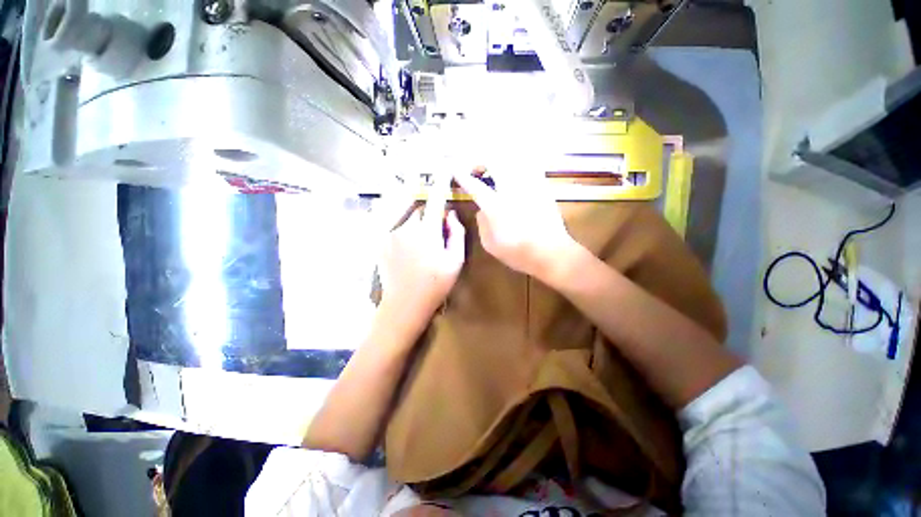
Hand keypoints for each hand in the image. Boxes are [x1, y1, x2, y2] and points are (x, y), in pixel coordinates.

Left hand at [379, 173, 464, 331]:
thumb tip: (450, 214)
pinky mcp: (381, 242)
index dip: (440, 182)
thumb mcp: (455, 262)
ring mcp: (390, 234)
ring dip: (418, 226)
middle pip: (421, 210)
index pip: (435, 200)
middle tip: (437, 238)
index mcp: (427, 232)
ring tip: (422, 249)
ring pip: (408, 219)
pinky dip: (406, 232)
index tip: (444, 167)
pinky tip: (410, 252)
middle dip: (431, 217)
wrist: (404, 305)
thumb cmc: (435, 285)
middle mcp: (406, 228)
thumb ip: (456, 234)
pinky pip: (397, 227)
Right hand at [453, 168, 577, 279]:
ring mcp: (529, 186)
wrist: (551, 253)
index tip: (454, 169)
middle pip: (494, 161)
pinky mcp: (543, 187)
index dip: (462, 175)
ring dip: (498, 160)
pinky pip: (527, 166)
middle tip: (476, 169)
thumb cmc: (518, 253)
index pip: (474, 185)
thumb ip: (482, 223)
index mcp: (495, 206)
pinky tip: (513, 174)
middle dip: (481, 161)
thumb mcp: (490, 244)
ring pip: (512, 159)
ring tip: (494, 169)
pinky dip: (516, 165)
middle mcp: (511, 190)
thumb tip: (481, 209)